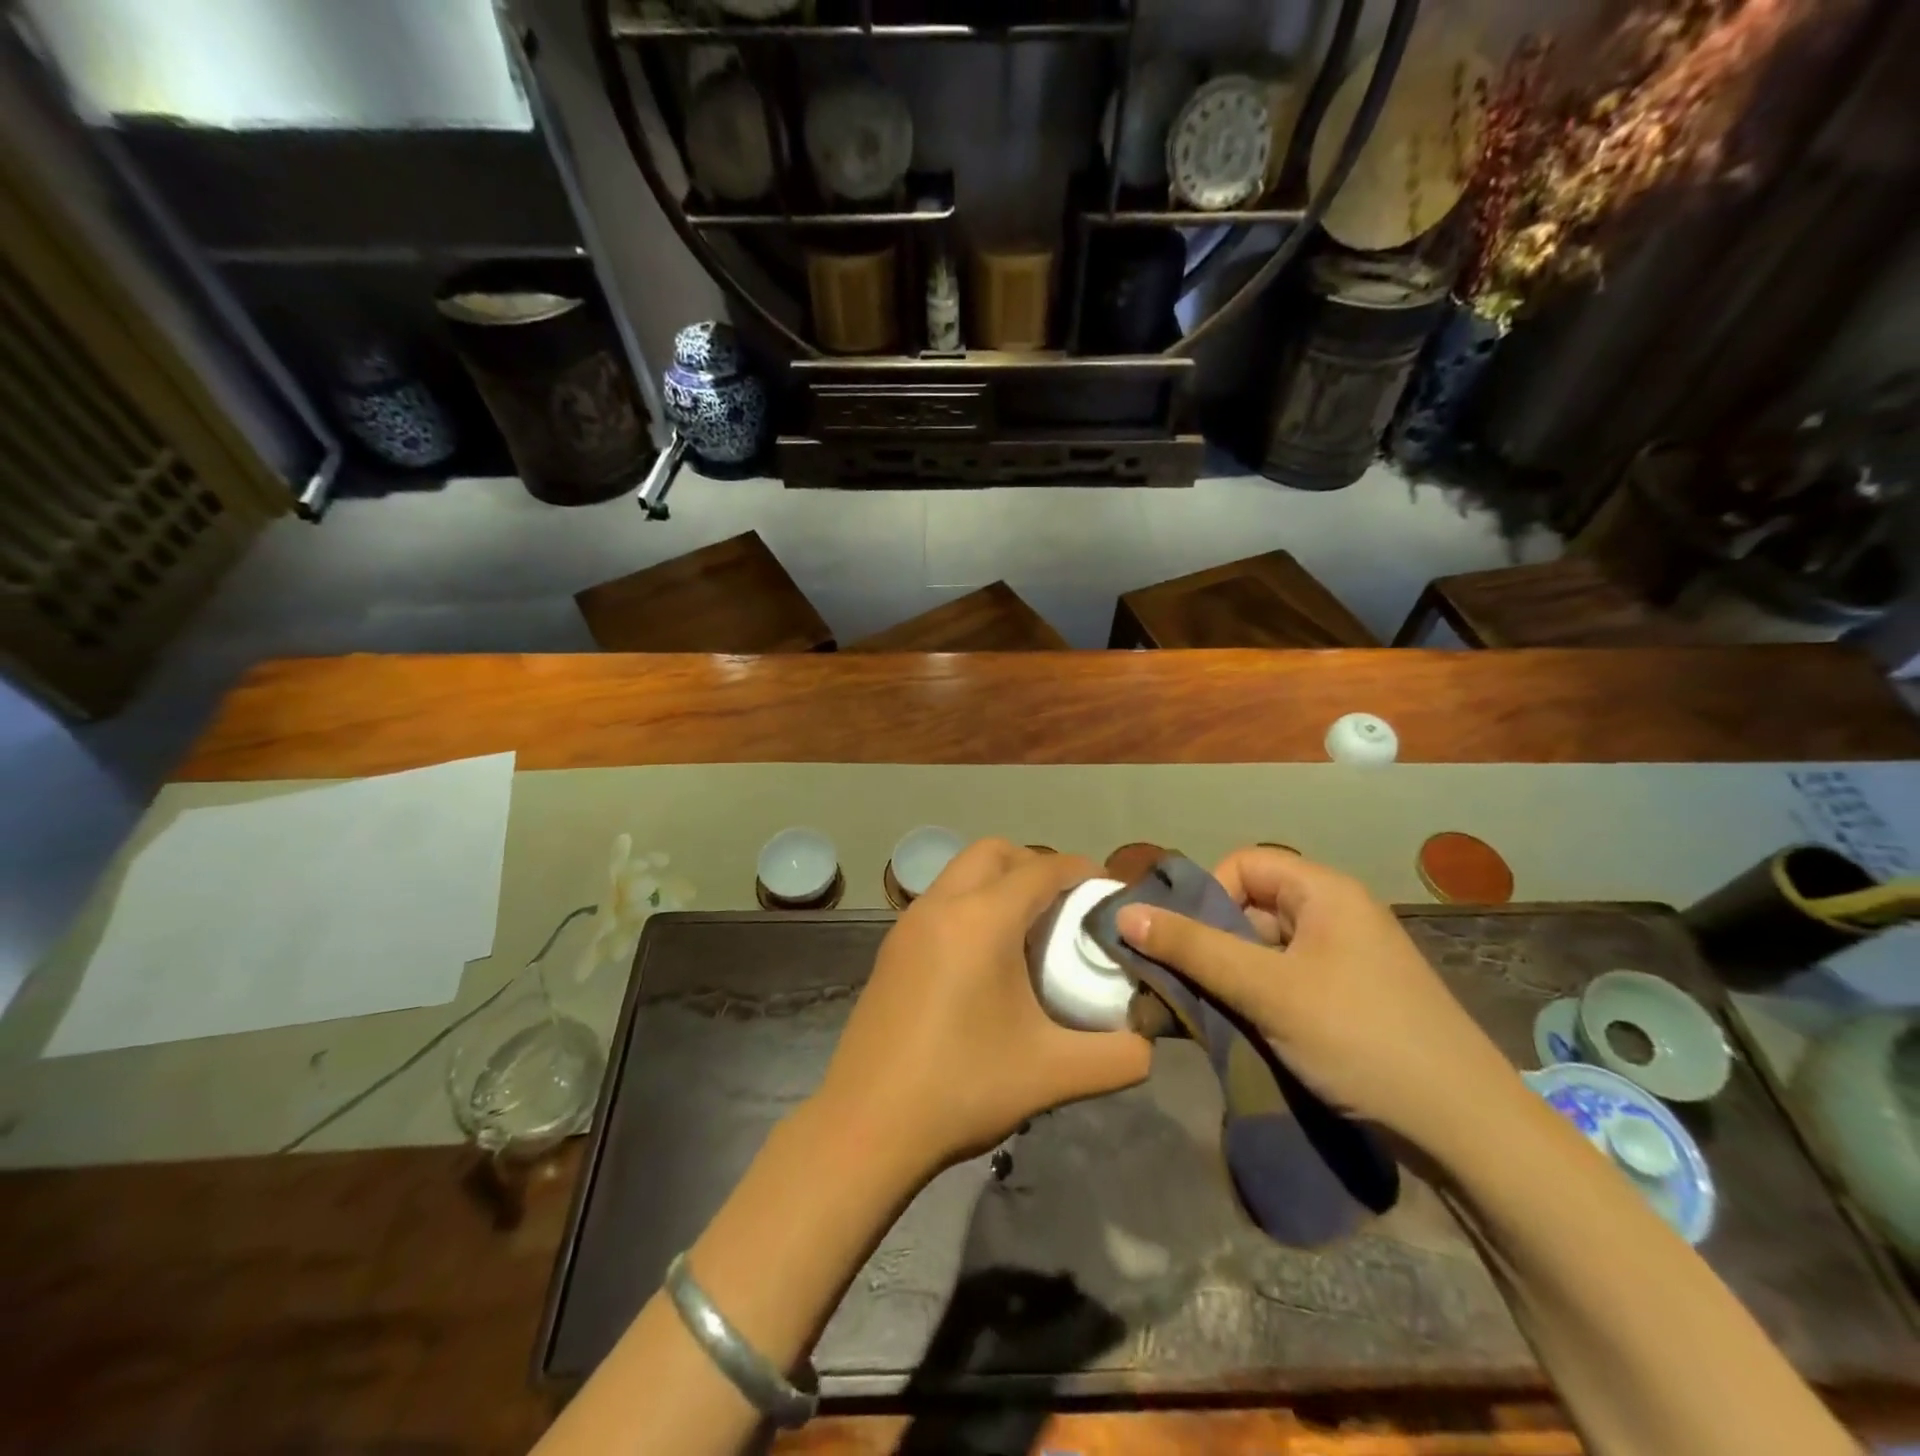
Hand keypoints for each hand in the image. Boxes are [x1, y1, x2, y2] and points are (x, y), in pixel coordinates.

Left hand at [815, 840, 1151, 1181]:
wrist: (867, 1126)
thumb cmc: (962, 1087)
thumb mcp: (1053, 1074)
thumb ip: (1117, 1056)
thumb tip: (1148, 1043)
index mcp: (982, 920)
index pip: (1041, 869)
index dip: (1081, 869)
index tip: (1109, 889)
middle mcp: (941, 905)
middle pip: (994, 852)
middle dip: (1035, 864)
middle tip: (1066, 906)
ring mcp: (909, 924)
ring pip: (961, 872)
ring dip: (998, 882)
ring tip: (1029, 930)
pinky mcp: (892, 948)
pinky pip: (941, 900)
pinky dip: (970, 904)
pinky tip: (985, 959)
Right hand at [1114, 846, 1516, 1152]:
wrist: (1466, 1130)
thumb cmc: (1360, 1038)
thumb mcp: (1266, 990)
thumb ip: (1193, 949)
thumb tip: (1124, 914)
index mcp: (1324, 892)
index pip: (1242, 865)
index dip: (1206, 896)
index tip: (1184, 943)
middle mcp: (1336, 914)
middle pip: (1250, 906)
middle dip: (1210, 941)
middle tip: (1180, 982)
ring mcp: (1346, 959)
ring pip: (1264, 948)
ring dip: (1229, 974)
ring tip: (1204, 1012)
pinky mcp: (1350, 998)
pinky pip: (1286, 979)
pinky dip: (1256, 997)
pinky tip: (1239, 1029)